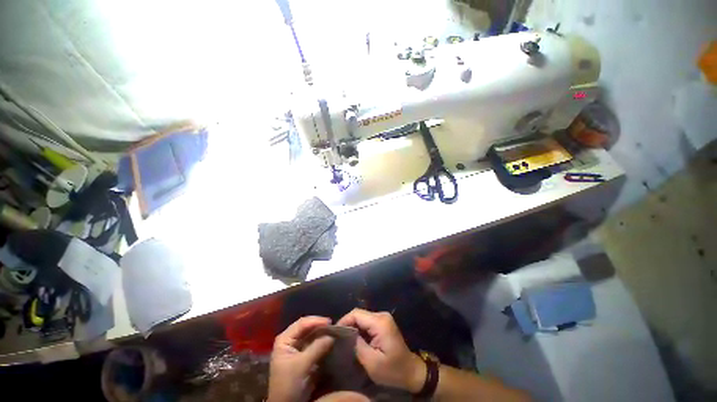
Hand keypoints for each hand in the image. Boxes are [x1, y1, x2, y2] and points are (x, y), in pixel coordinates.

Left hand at [268, 316, 334, 401]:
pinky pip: (315, 344)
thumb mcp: (301, 366)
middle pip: (307, 328)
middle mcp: (290, 340)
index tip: (330, 322)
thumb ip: (316, 348)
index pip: (301, 324)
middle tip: (334, 326)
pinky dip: (323, 342)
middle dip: (320, 326)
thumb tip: (332, 335)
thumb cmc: (288, 384)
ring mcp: (297, 348)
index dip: (316, 321)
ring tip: (335, 332)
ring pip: (312, 335)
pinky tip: (331, 341)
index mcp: (284, 339)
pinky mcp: (304, 356)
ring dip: (323, 333)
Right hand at [338, 309, 424, 392]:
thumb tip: (346, 334)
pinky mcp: (384, 322)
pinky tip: (355, 338)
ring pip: (362, 316)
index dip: (344, 320)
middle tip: (338, 337)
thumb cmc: (392, 370)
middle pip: (359, 313)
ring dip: (353, 326)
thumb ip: (357, 345)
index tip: (335, 333)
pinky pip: (367, 321)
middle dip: (348, 323)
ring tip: (344, 338)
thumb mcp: (371, 362)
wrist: (411, 371)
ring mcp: (384, 318)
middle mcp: (382, 315)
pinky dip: (360, 328)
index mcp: (380, 322)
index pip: (357, 314)